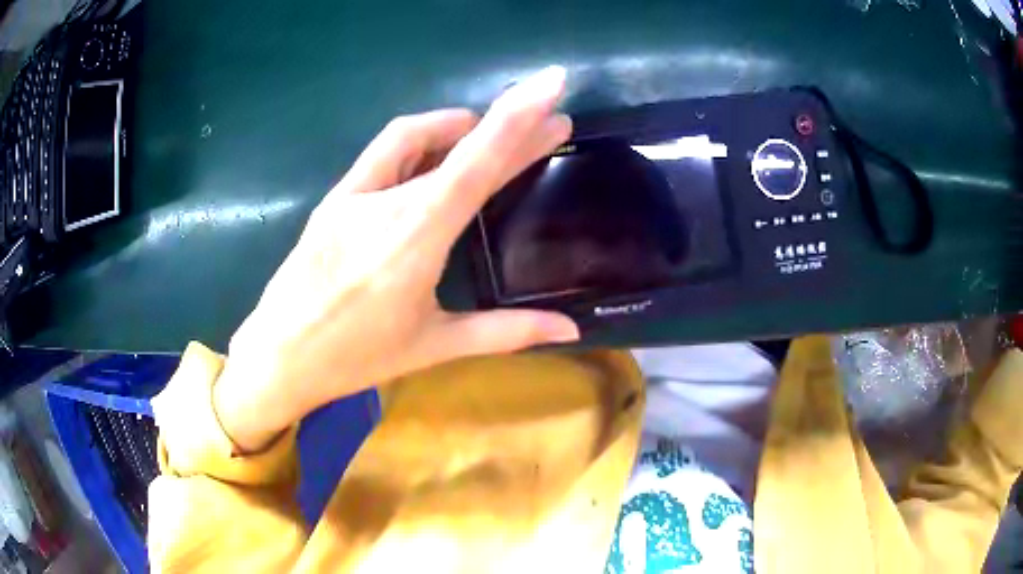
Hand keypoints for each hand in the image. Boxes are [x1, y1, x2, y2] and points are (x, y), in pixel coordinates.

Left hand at [213, 66, 579, 451]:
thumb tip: (570, 329)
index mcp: (415, 239)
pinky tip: (432, 156)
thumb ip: (507, 332)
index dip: (518, 116)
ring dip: (457, 127)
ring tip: (487, 134)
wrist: (278, 357)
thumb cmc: (356, 358)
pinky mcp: (333, 198)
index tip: (551, 85)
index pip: (478, 161)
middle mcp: (384, 204)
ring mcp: (353, 195)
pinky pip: (382, 152)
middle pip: (457, 145)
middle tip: (548, 122)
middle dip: (508, 125)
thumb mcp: (434, 345)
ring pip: (412, 135)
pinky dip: (417, 142)